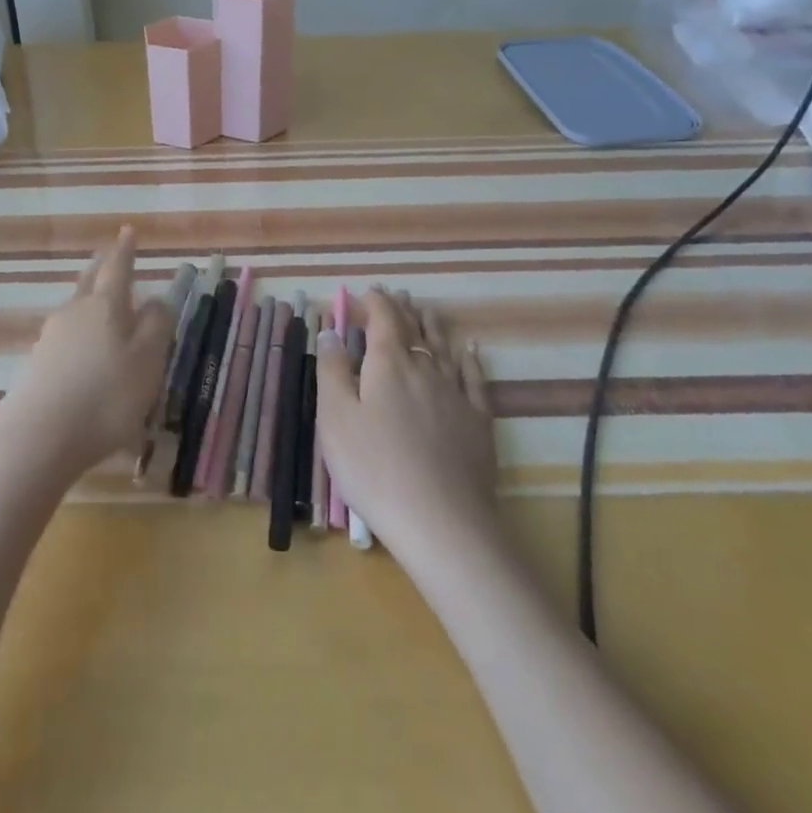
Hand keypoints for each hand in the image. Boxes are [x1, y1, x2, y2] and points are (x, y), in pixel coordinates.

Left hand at [0, 228, 176, 485]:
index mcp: (105, 306)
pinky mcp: (35, 366)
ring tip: (100, 303)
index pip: (118, 267)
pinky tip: (83, 355)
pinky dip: (78, 336)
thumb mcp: (148, 362)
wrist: (38, 440)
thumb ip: (156, 326)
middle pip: (89, 282)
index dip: (126, 249)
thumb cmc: (106, 398)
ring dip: (89, 301)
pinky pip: (64, 339)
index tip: (128, 230)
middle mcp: (73, 313)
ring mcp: (49, 338)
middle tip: (110, 256)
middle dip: (102, 268)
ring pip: (75, 309)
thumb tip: (156, 300)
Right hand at [315, 287, 496, 556]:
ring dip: (434, 328)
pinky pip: (475, 379)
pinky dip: (470, 360)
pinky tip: (471, 351)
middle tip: (398, 296)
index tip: (367, 291)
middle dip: (404, 311)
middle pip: (415, 331)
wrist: (441, 521)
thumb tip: (332, 330)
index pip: (383, 320)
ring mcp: (456, 395)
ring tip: (428, 312)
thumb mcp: (336, 418)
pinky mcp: (479, 422)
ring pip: (445, 350)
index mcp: (388, 365)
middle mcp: (425, 370)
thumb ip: (332, 370)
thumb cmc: (374, 467)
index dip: (375, 302)